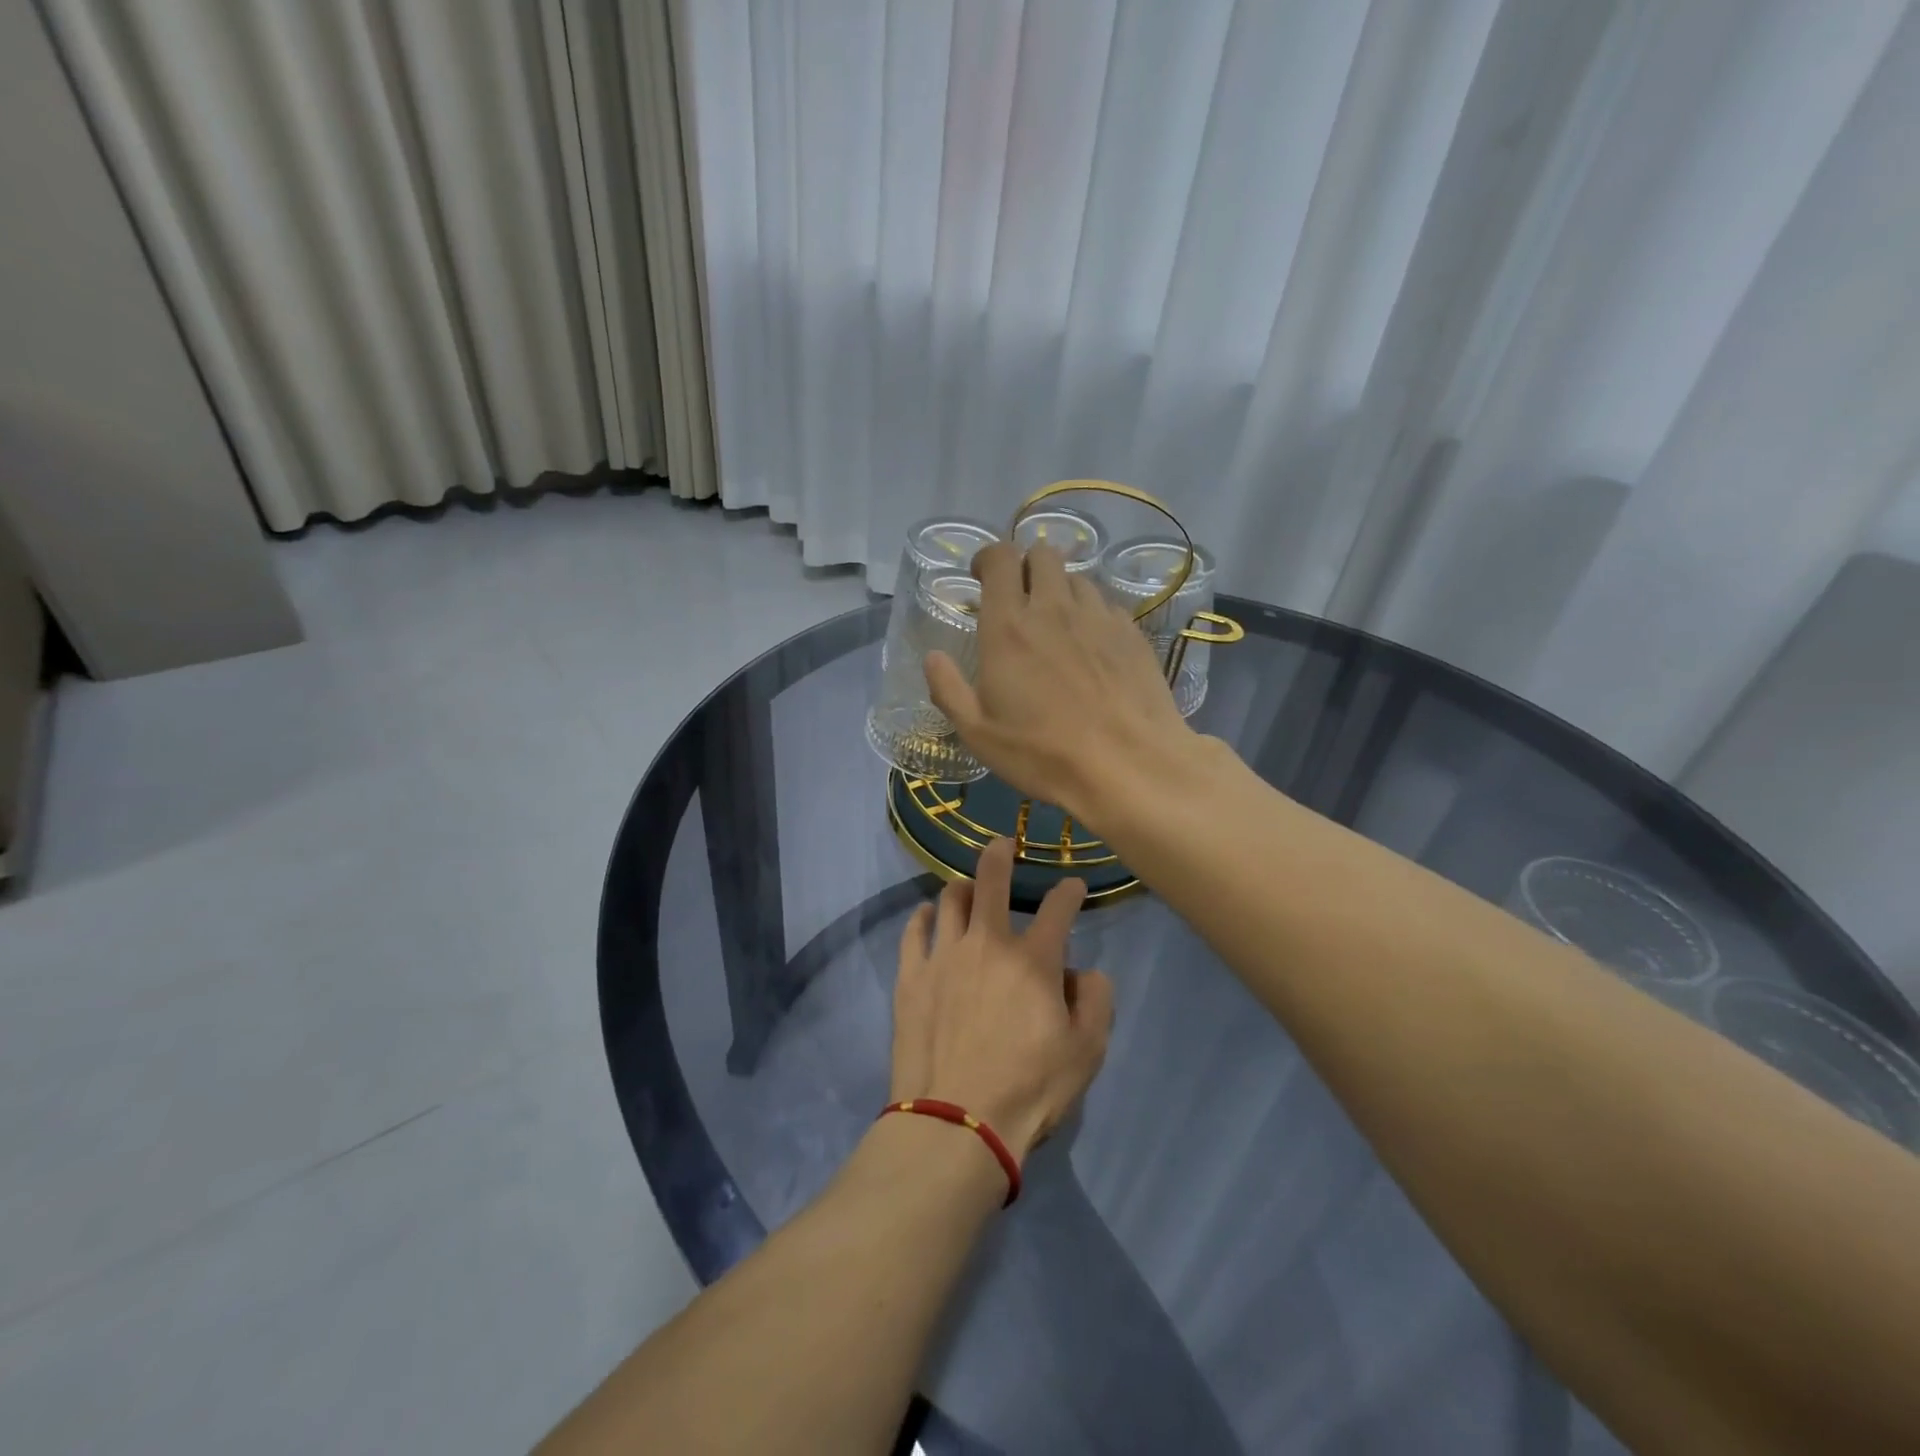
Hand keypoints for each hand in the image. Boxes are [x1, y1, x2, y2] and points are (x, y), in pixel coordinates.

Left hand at [890, 838, 1114, 1161]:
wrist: (956, 1122)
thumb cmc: (1029, 1089)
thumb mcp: (1087, 1052)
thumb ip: (1095, 1000)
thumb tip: (1080, 971)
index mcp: (1034, 959)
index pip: (1058, 908)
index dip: (1069, 891)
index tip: (1073, 887)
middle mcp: (987, 943)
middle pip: (991, 881)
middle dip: (1000, 854)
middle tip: (1002, 843)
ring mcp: (944, 956)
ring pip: (950, 900)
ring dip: (962, 887)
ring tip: (967, 887)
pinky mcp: (911, 976)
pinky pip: (913, 932)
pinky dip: (922, 918)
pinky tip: (926, 916)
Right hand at [923, 541, 1193, 830]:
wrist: (1128, 766)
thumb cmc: (1043, 754)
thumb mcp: (979, 734)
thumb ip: (948, 690)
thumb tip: (932, 657)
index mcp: (1009, 627)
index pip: (1000, 558)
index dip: (988, 557)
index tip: (980, 576)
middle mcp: (1054, 608)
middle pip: (1043, 554)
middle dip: (1027, 565)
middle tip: (1019, 598)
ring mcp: (1098, 618)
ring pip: (1078, 578)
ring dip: (1060, 590)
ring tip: (1056, 624)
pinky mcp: (1131, 634)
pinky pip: (1106, 606)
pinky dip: (1092, 615)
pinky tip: (1091, 647)